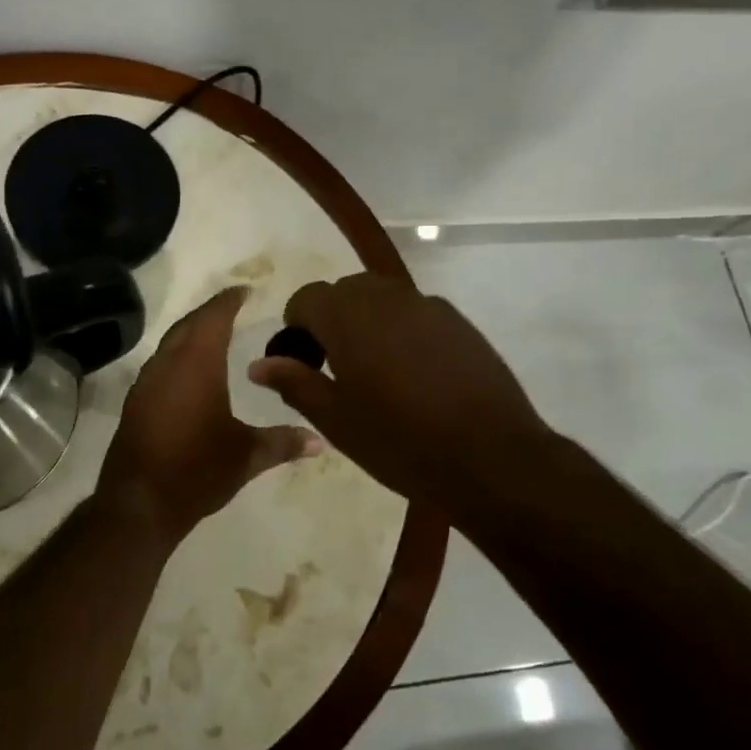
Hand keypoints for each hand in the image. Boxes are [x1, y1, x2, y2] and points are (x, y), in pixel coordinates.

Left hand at [95, 286, 321, 547]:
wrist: (139, 504)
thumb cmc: (198, 470)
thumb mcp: (247, 456)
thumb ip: (283, 442)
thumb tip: (320, 441)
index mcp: (197, 364)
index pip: (214, 318)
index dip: (229, 301)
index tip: (244, 290)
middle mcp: (168, 363)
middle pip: (189, 324)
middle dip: (210, 312)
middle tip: (232, 307)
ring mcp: (147, 382)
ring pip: (171, 343)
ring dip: (191, 333)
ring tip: (214, 334)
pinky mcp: (136, 402)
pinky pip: (160, 363)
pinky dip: (177, 355)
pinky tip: (190, 372)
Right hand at [246, 273, 550, 512]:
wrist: (492, 457)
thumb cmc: (401, 441)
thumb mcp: (336, 420)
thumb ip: (294, 382)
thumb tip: (258, 364)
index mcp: (347, 316)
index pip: (306, 298)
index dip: (296, 327)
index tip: (302, 362)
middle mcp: (385, 297)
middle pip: (343, 292)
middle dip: (330, 320)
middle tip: (335, 368)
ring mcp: (427, 305)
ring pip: (380, 297)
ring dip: (366, 321)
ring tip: (375, 370)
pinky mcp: (458, 321)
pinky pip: (414, 312)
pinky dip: (401, 329)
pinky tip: (415, 373)